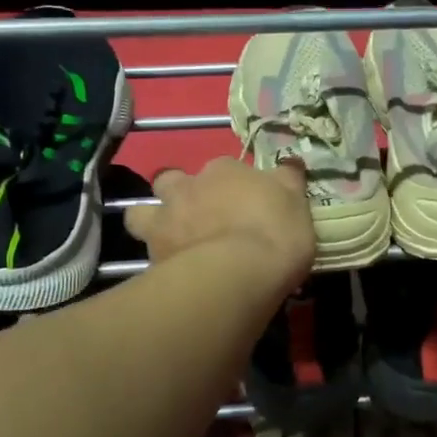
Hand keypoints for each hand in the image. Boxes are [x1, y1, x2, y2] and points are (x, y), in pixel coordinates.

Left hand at [124, 157, 314, 294]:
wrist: (237, 275)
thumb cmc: (273, 233)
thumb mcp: (295, 201)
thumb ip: (288, 179)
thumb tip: (290, 161)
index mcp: (223, 170)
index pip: (226, 167)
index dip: (234, 184)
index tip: (246, 202)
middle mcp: (187, 188)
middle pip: (172, 181)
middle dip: (180, 193)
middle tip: (199, 216)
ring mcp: (164, 221)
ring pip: (141, 213)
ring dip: (152, 221)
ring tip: (170, 240)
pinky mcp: (151, 256)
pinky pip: (145, 254)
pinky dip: (156, 259)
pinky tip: (170, 272)